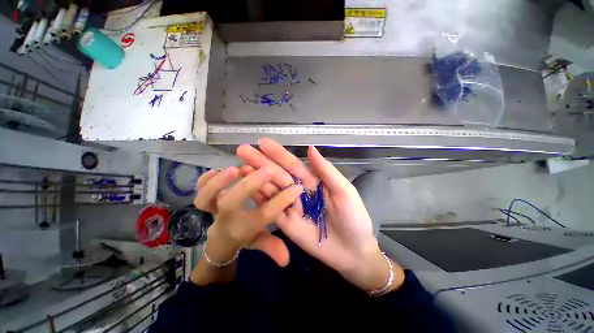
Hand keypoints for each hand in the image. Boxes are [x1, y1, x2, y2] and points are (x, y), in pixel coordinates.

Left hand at [193, 166, 302, 266]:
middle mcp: (226, 218)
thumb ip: (272, 248)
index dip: (281, 201)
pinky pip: (197, 189)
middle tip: (267, 170)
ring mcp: (212, 208)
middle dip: (250, 185)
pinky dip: (204, 179)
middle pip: (231, 203)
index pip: (263, 215)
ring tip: (238, 168)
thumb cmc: (244, 236)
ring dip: (220, 181)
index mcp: (242, 229)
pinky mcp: (205, 199)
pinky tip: (216, 169)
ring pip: (205, 197)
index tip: (296, 188)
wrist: (220, 239)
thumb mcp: (259, 243)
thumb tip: (287, 260)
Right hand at [237, 138, 403, 292]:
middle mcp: (298, 191)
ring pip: (270, 189)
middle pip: (277, 174)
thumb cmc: (353, 218)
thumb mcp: (343, 191)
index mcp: (312, 181)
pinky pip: (269, 209)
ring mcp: (290, 207)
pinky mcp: (285, 223)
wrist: (352, 251)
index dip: (278, 153)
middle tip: (242, 150)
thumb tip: (311, 148)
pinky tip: (247, 189)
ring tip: (239, 166)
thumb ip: (326, 171)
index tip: (262, 142)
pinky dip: (258, 198)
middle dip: (260, 162)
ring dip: (255, 178)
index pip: (292, 164)